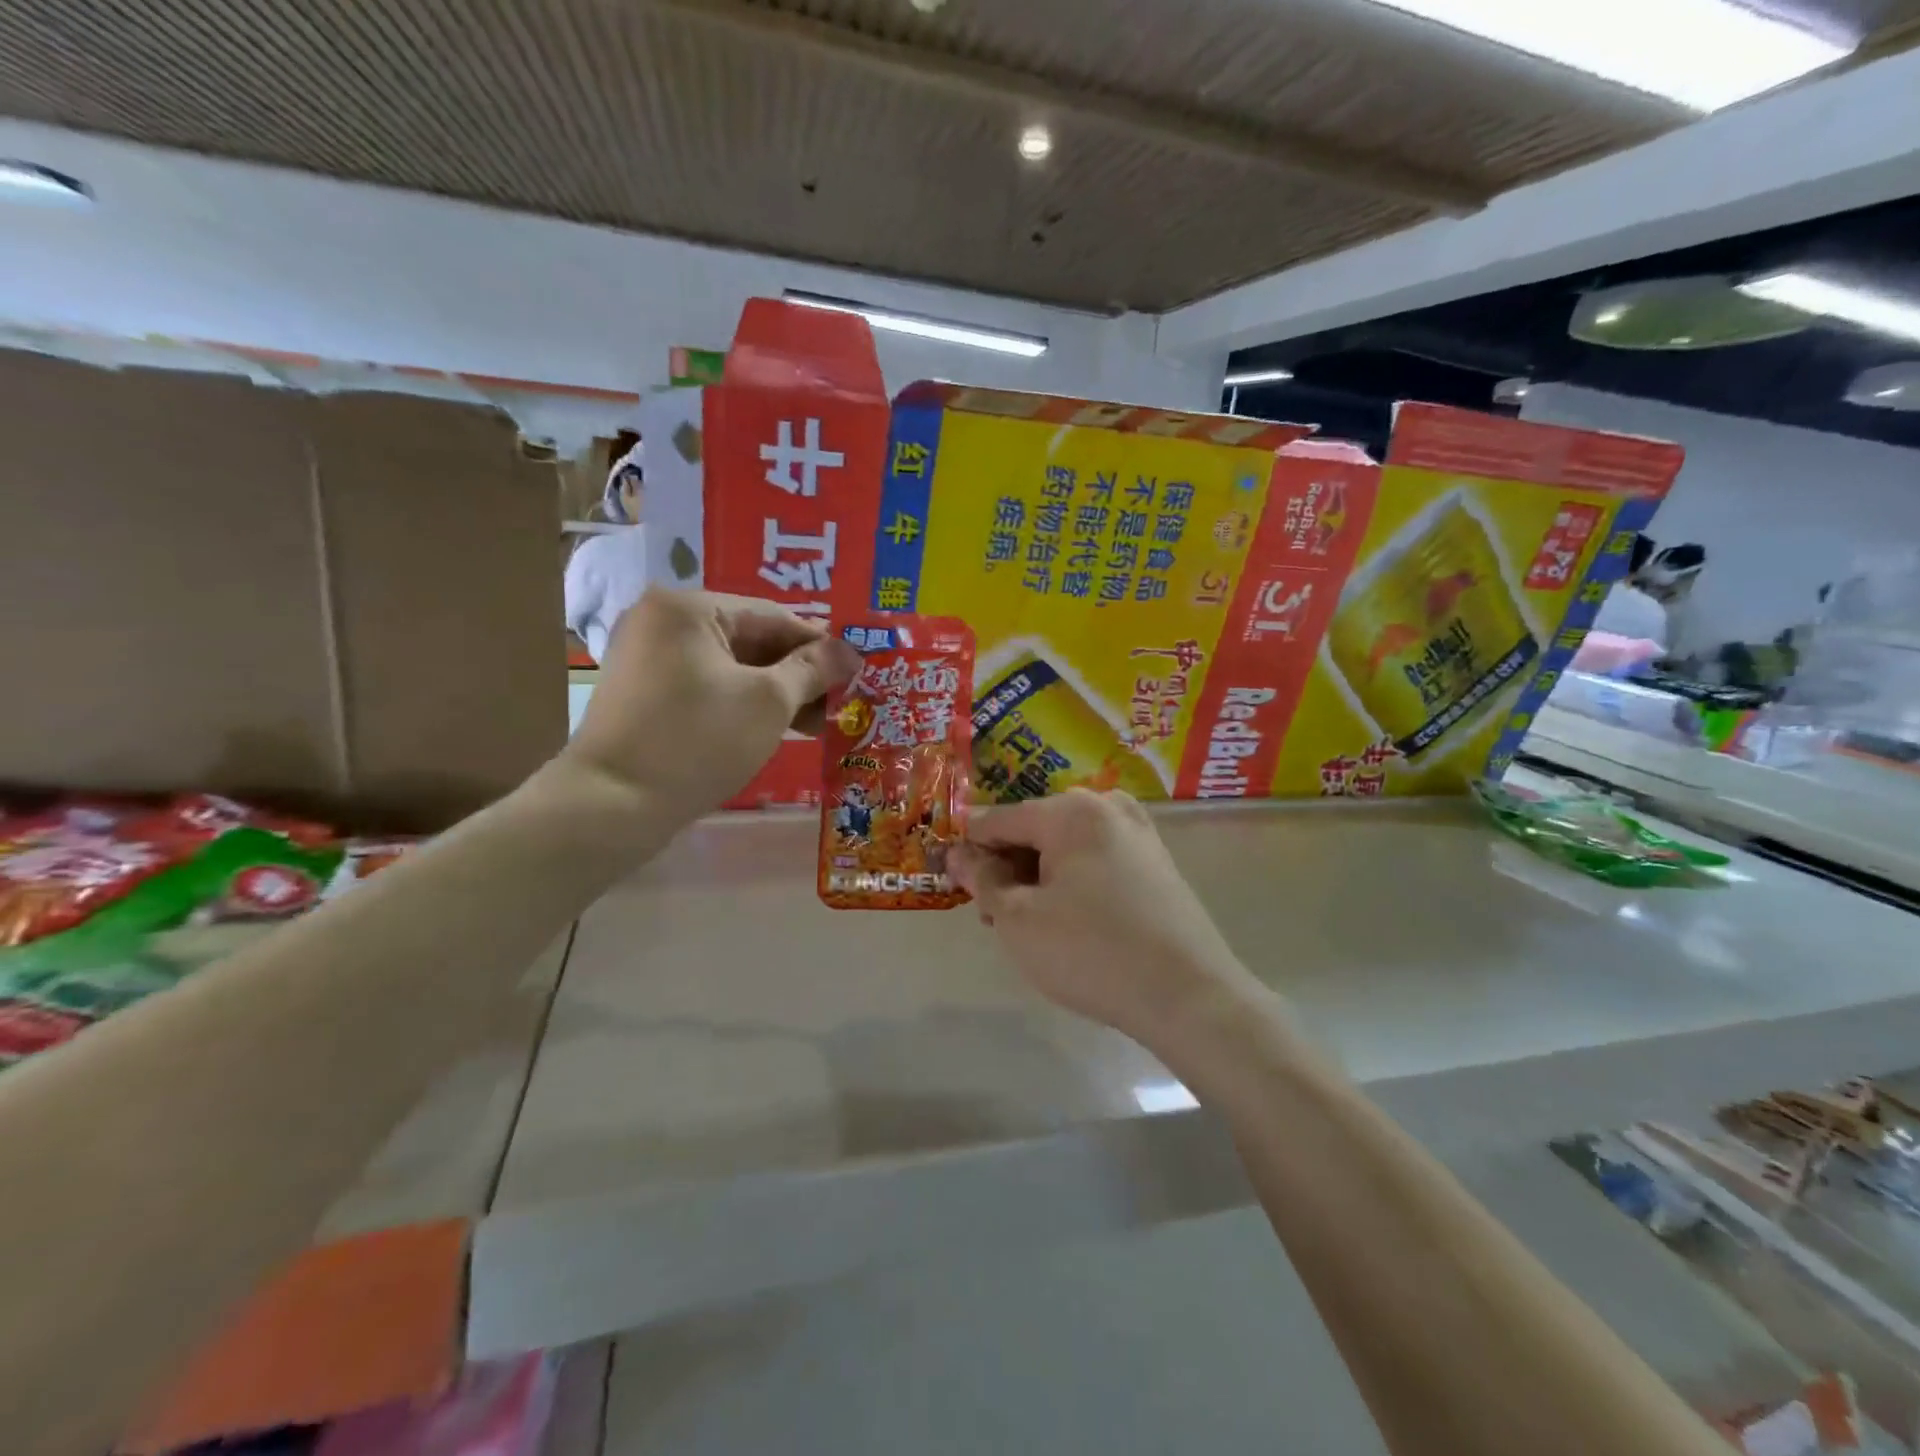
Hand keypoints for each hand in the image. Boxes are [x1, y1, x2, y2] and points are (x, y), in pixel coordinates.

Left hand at [563, 588, 859, 821]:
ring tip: (817, 724)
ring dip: (776, 693)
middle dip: (798, 674)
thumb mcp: (769, 702)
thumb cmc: (698, 741)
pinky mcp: (645, 695)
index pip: (773, 616)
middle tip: (839, 704)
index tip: (856, 673)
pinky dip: (744, 704)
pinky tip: (778, 728)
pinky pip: (708, 687)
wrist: (613, 805)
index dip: (820, 645)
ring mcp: (649, 658)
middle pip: (751, 640)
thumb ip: (813, 669)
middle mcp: (662, 621)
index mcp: (688, 607)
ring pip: (731, 667)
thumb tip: (851, 651)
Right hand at [949, 789, 1264, 1047]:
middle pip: (1034, 829)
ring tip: (1027, 927)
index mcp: (1071, 810)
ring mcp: (1137, 832)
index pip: (998, 820)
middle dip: (1006, 868)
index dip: (968, 851)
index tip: (950, 882)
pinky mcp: (1155, 861)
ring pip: (1064, 847)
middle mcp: (1106, 806)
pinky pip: (1095, 859)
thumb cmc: (1092, 952)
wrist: (1189, 996)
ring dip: (1036, 878)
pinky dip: (1071, 882)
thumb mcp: (1019, 920)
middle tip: (994, 918)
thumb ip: (982, 879)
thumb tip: (956, 854)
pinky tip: (1067, 922)